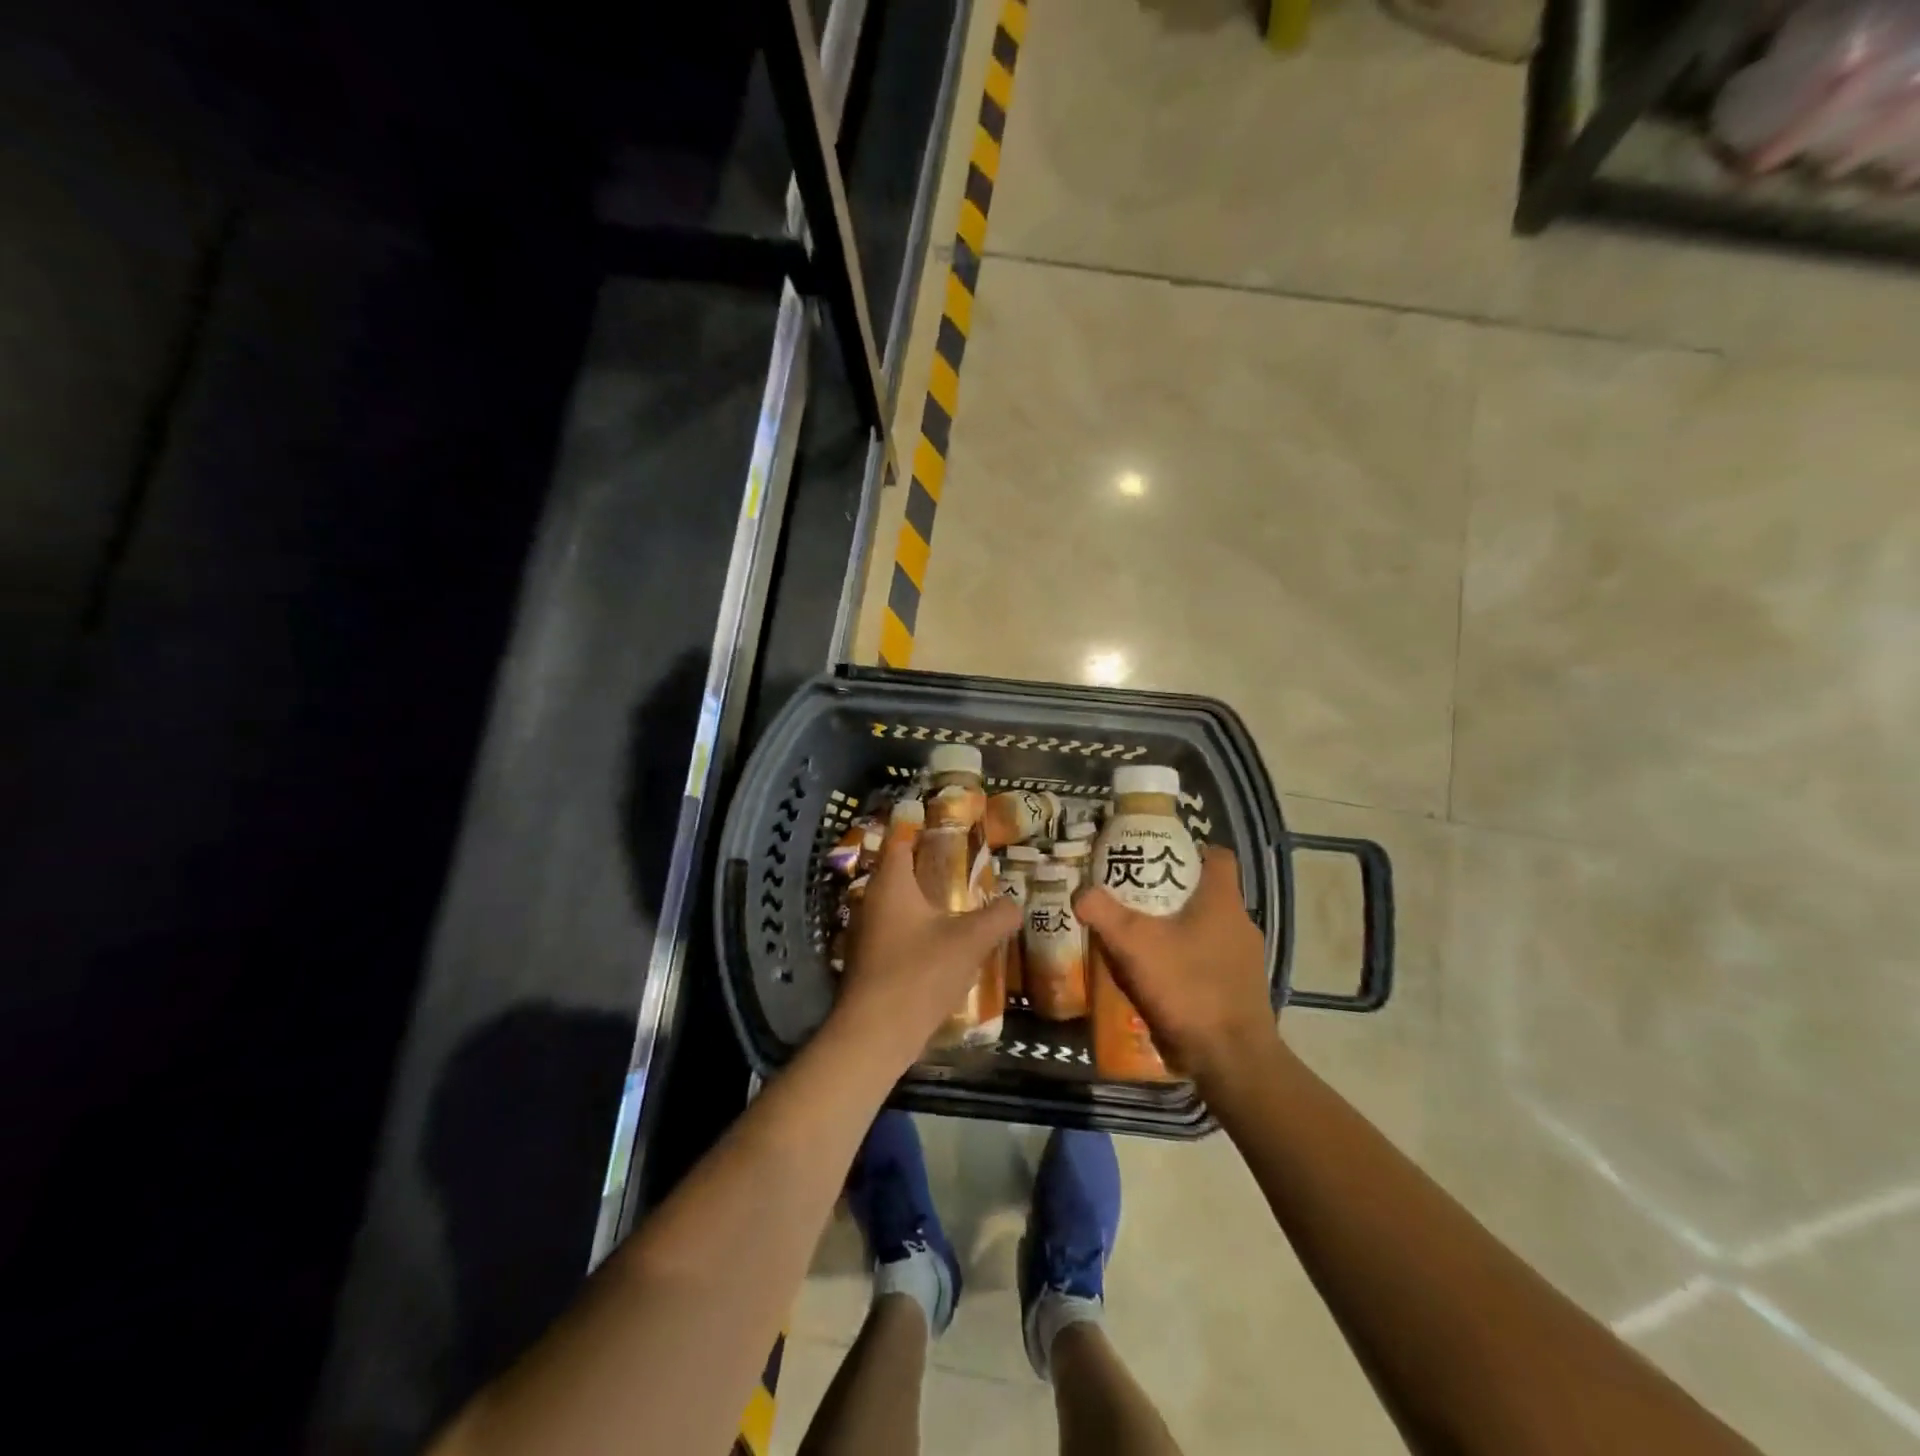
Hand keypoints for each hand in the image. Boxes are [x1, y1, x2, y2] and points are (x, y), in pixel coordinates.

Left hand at [835, 829, 1020, 1070]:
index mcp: (891, 883)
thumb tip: (1017, 904)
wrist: (875, 1034)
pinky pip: (896, 931)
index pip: (901, 840)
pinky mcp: (870, 960)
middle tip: (966, 865)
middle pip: (900, 872)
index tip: (951, 827)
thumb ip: (997, 917)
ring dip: (925, 901)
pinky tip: (943, 942)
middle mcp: (872, 900)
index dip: (923, 829)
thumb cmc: (919, 973)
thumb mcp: (969, 941)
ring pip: (899, 904)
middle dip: (930, 867)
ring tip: (961, 902)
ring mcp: (867, 932)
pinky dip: (917, 928)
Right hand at [1073, 846, 1279, 1087]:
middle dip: (1171, 893)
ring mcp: (1244, 959)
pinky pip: (1209, 960)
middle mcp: (1240, 923)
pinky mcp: (1239, 989)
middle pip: (1206, 893)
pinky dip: (1185, 961)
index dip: (1189, 850)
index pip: (1217, 856)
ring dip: (1177, 929)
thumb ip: (1104, 914)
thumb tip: (1080, 892)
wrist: (1231, 1059)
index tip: (1156, 857)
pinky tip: (1157, 975)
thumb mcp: (1135, 946)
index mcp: (1223, 900)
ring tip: (1139, 936)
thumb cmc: (1188, 987)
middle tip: (1133, 897)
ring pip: (1207, 929)